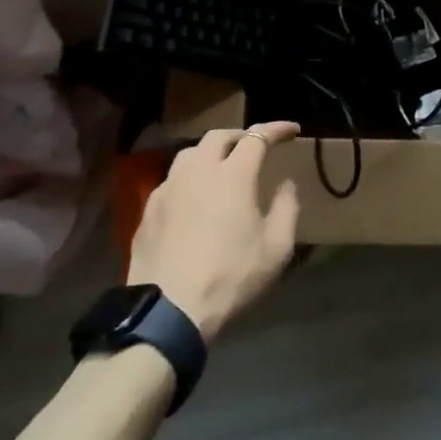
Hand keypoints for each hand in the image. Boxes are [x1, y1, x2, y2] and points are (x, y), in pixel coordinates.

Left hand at [128, 123, 300, 343]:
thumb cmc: (231, 276)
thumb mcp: (277, 248)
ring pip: (190, 154)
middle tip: (254, 146)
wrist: (169, 310)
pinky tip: (193, 198)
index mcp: (232, 174)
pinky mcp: (148, 210)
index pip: (257, 137)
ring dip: (210, 153)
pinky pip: (171, 181)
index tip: (292, 130)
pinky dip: (189, 178)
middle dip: (240, 135)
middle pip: (218, 136)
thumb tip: (286, 184)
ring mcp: (168, 189)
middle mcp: (198, 171)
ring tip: (222, 166)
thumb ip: (287, 209)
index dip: (276, 129)